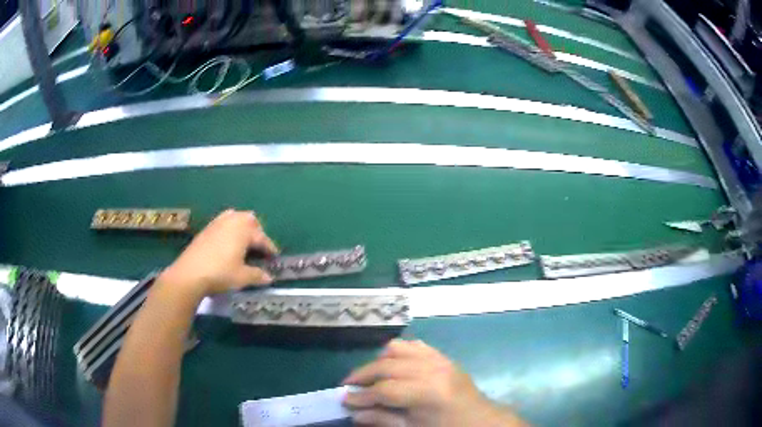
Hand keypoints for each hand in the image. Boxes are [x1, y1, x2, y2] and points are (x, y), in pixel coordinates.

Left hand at [158, 209, 278, 298]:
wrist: (190, 273)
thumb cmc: (220, 273)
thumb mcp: (242, 277)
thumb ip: (257, 275)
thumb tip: (269, 278)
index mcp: (244, 230)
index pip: (262, 238)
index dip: (270, 248)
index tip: (275, 257)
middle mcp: (232, 221)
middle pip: (249, 220)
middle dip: (257, 232)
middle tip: (260, 247)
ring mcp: (217, 223)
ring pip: (235, 218)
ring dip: (242, 227)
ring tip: (244, 241)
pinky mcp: (206, 229)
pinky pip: (223, 222)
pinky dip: (230, 228)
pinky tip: (227, 242)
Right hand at [343, 340, 527, 426]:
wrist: (480, 420)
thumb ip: (382, 420)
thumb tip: (354, 413)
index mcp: (427, 393)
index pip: (384, 390)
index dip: (361, 396)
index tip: (344, 400)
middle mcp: (432, 370)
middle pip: (386, 366)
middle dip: (362, 376)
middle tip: (348, 386)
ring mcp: (440, 359)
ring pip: (398, 349)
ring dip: (379, 361)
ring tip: (370, 376)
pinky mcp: (443, 356)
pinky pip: (415, 346)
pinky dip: (398, 353)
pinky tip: (392, 366)